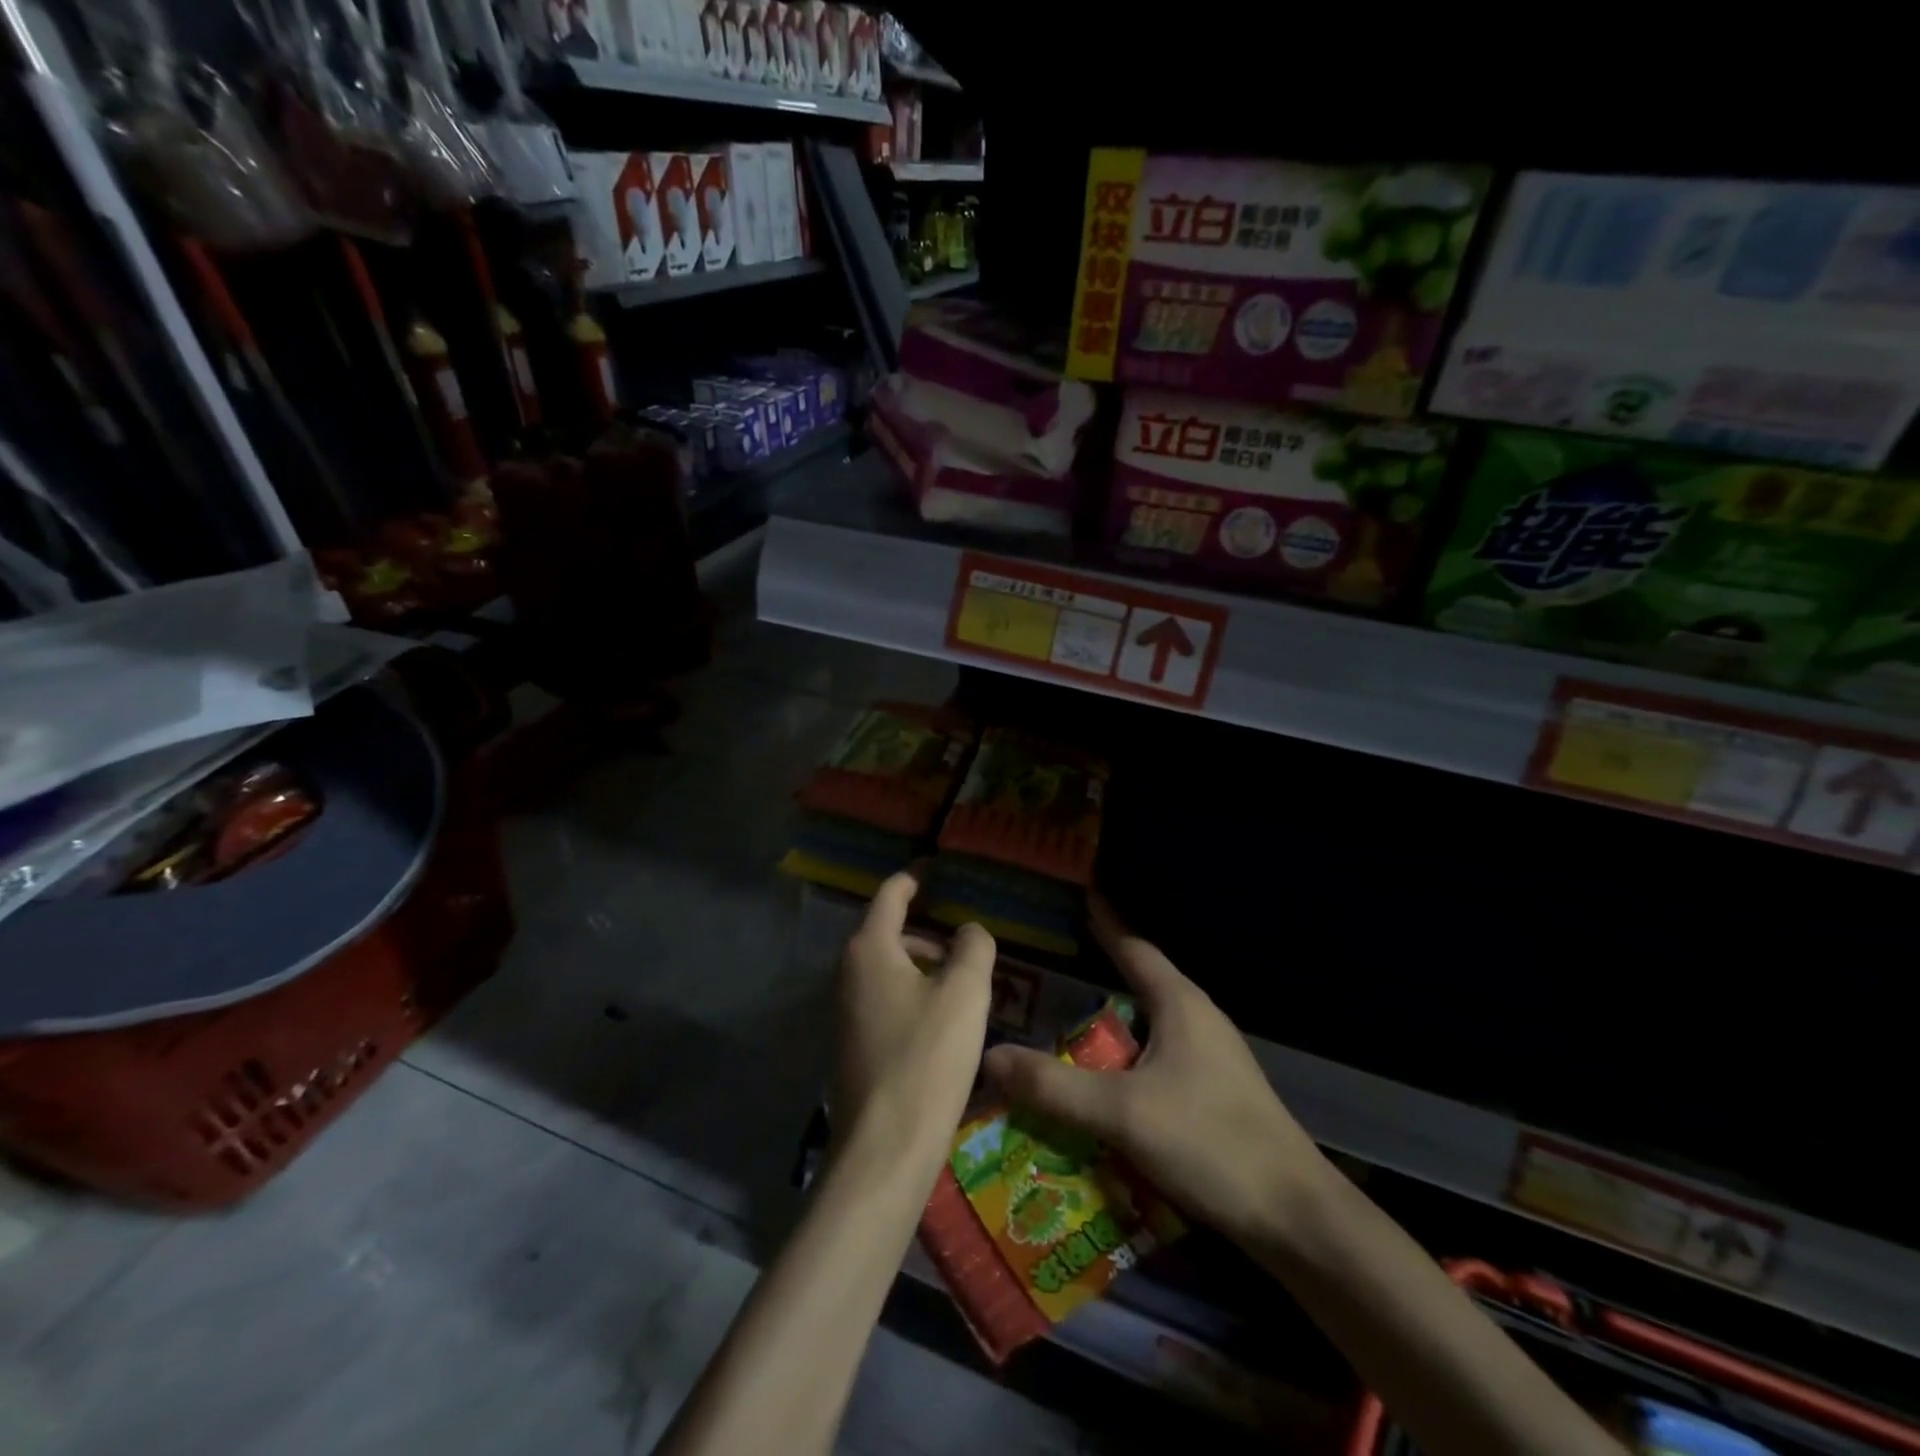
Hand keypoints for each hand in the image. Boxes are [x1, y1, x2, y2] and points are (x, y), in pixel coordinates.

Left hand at [834, 871, 995, 1174]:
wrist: (884, 1148)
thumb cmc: (926, 1057)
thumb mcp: (965, 994)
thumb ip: (974, 947)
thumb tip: (969, 930)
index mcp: (870, 949)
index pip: (891, 895)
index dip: (915, 878)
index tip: (936, 868)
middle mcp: (847, 972)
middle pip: (889, 933)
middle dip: (928, 932)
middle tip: (967, 943)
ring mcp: (844, 1011)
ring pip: (888, 970)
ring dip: (923, 968)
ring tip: (963, 986)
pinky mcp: (851, 1045)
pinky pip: (884, 1001)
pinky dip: (912, 996)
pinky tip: (942, 1024)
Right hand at [982, 895, 1327, 1247]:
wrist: (1295, 1218)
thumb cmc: (1211, 1143)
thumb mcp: (1122, 1113)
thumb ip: (1053, 1086)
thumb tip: (989, 1055)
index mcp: (1179, 1003)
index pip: (1131, 946)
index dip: (1102, 922)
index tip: (1072, 899)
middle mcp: (1197, 1018)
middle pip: (1139, 981)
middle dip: (1096, 973)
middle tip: (1046, 971)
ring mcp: (1211, 1056)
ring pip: (1148, 1023)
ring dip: (1109, 1022)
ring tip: (1063, 1024)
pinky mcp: (1215, 1091)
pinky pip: (1158, 1056)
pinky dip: (1125, 1057)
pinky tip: (1103, 1081)